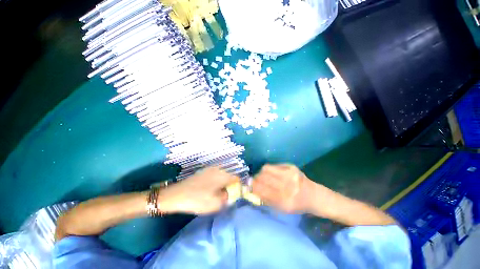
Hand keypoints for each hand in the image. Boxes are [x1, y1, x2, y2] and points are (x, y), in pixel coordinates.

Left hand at [159, 167, 238, 214]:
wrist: (175, 195)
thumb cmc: (197, 199)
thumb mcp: (216, 203)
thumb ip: (228, 198)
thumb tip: (231, 195)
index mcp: (222, 175)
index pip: (236, 179)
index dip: (238, 187)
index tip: (235, 196)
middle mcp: (217, 169)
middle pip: (229, 177)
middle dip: (229, 187)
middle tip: (224, 198)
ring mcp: (209, 170)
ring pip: (221, 177)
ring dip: (221, 185)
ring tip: (216, 196)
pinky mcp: (203, 172)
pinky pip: (214, 177)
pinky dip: (215, 183)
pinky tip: (208, 191)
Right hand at [252, 164, 313, 212]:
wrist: (313, 196)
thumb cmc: (296, 205)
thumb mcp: (282, 209)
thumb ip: (267, 200)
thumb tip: (253, 190)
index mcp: (284, 201)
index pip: (263, 191)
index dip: (253, 187)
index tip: (248, 185)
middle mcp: (287, 186)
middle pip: (263, 178)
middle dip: (256, 178)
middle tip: (254, 179)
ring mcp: (290, 174)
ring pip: (266, 169)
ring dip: (261, 172)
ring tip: (262, 175)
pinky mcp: (291, 167)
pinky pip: (274, 165)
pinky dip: (269, 169)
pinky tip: (272, 173)